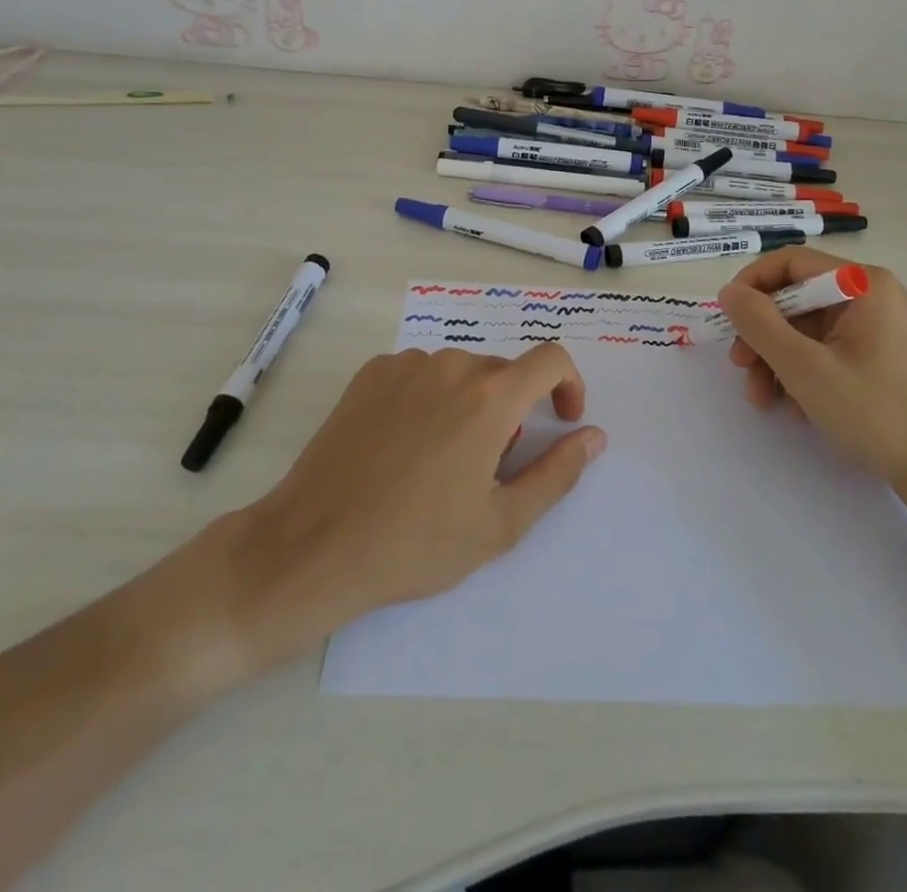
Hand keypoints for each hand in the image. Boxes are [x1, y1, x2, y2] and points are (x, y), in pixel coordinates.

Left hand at [158, 344, 605, 686]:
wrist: (312, 546)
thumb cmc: (416, 543)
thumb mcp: (501, 522)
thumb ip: (558, 473)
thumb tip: (593, 436)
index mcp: (490, 397)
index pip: (552, 359)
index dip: (570, 385)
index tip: (562, 421)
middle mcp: (451, 365)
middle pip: (504, 372)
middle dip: (514, 410)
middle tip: (490, 467)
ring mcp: (405, 364)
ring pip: (461, 372)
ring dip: (471, 404)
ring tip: (444, 461)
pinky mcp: (370, 373)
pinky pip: (421, 374)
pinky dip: (431, 398)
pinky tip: (406, 446)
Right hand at [715, 246, 906, 490]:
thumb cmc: (873, 411)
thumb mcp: (804, 367)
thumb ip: (759, 324)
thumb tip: (729, 291)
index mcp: (862, 284)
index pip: (791, 262)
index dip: (752, 284)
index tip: (727, 317)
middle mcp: (870, 296)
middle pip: (795, 299)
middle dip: (762, 334)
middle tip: (740, 366)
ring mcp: (875, 328)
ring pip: (805, 330)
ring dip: (776, 360)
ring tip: (763, 399)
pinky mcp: (875, 357)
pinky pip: (824, 350)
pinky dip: (801, 373)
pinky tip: (794, 408)